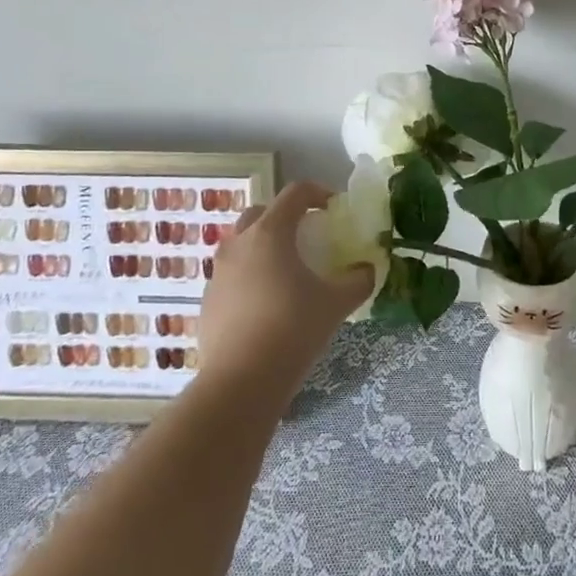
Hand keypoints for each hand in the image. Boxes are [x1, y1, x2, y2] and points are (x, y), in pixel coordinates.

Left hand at [196, 183, 374, 408]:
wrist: (241, 383)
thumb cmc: (292, 329)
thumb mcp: (336, 303)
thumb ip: (358, 280)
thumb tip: (368, 270)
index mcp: (270, 233)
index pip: (295, 193)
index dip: (317, 192)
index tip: (333, 208)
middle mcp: (239, 244)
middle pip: (261, 213)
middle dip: (284, 217)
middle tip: (306, 236)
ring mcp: (218, 273)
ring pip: (241, 244)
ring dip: (263, 247)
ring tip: (286, 272)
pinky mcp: (208, 301)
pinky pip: (232, 275)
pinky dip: (249, 277)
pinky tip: (266, 304)